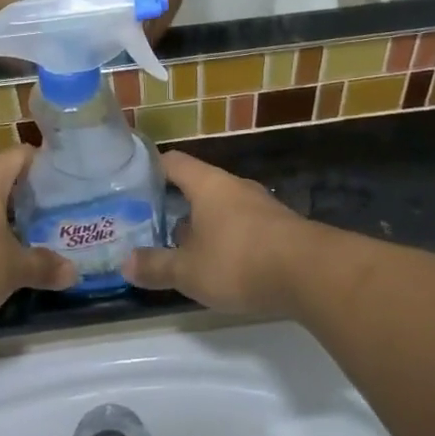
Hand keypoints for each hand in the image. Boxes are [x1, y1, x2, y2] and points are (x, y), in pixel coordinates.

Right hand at [123, 152, 316, 317]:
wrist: (310, 273)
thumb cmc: (239, 261)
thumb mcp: (189, 271)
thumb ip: (156, 266)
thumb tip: (124, 262)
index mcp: (207, 184)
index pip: (174, 162)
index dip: (152, 168)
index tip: (133, 181)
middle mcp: (233, 186)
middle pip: (198, 186)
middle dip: (176, 204)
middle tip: (152, 223)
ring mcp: (260, 206)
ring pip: (221, 208)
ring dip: (203, 225)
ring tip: (182, 247)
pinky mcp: (279, 229)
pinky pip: (243, 226)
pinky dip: (227, 239)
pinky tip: (221, 264)